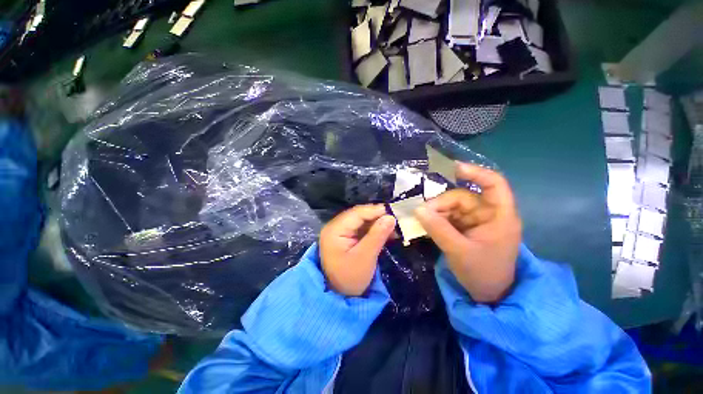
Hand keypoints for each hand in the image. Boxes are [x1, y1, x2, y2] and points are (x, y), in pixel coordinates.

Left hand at [320, 205, 396, 296]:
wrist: (338, 295)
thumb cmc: (350, 278)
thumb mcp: (365, 257)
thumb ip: (377, 236)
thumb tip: (390, 217)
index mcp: (335, 230)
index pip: (357, 213)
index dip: (376, 210)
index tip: (395, 212)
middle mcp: (335, 226)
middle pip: (359, 215)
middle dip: (378, 216)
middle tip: (397, 219)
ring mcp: (340, 231)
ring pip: (362, 220)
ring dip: (377, 222)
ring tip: (394, 226)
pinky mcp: (346, 236)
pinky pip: (361, 228)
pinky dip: (374, 229)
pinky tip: (386, 232)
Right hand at [415, 163, 521, 303]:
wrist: (487, 295)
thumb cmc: (482, 273)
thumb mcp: (459, 251)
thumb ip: (438, 229)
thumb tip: (418, 209)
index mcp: (499, 216)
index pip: (494, 184)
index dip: (475, 173)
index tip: (453, 169)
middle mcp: (487, 214)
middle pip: (463, 197)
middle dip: (441, 203)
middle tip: (422, 213)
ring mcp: (475, 220)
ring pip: (452, 206)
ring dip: (436, 212)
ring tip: (423, 221)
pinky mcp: (464, 227)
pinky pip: (448, 216)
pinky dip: (437, 219)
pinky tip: (427, 224)